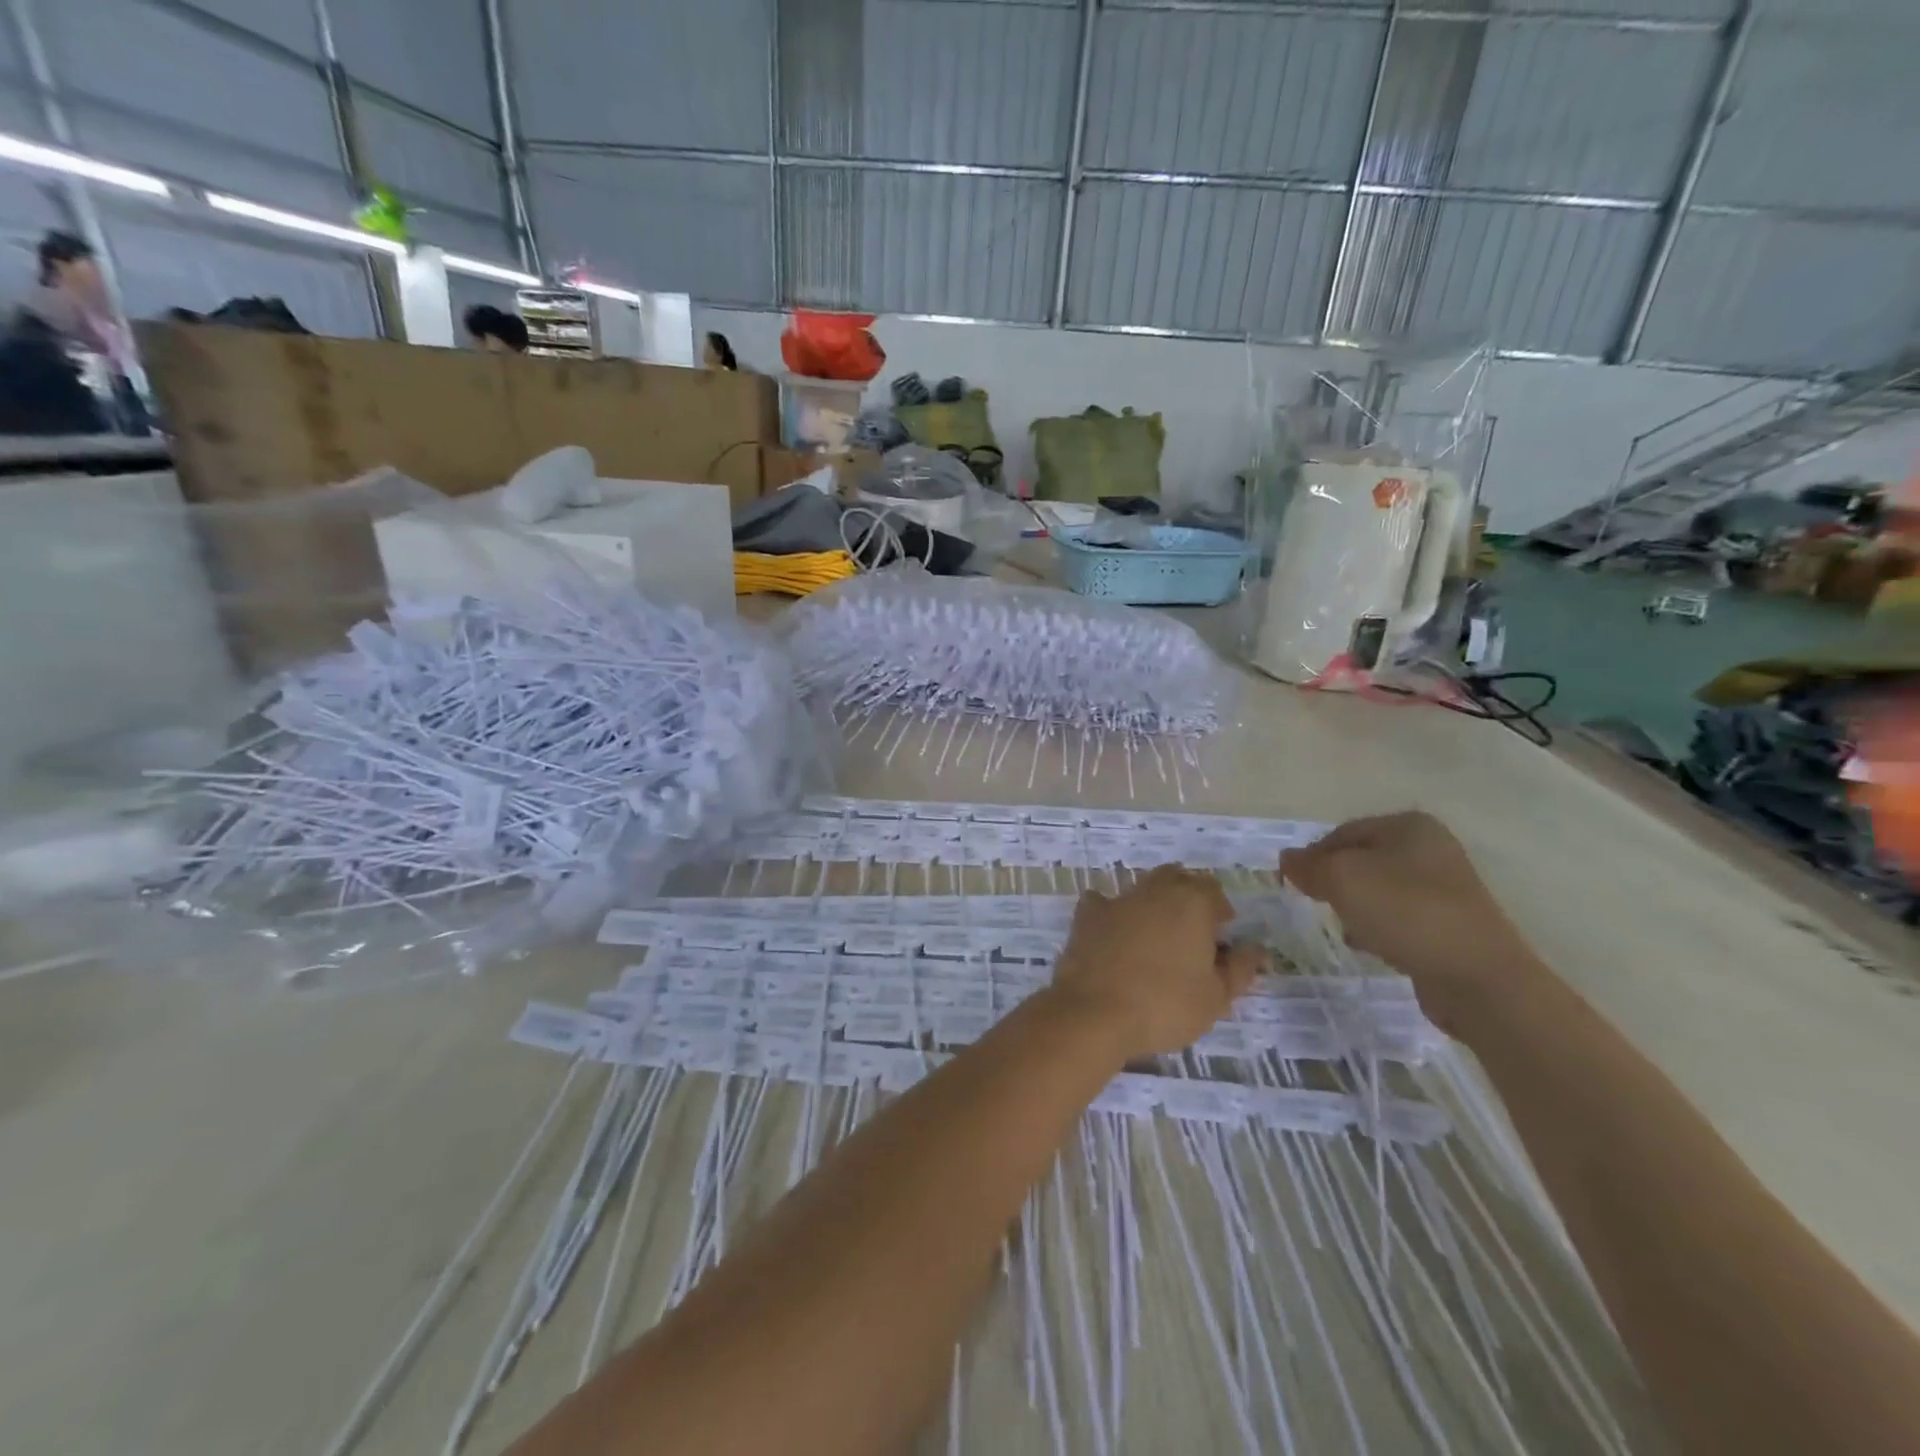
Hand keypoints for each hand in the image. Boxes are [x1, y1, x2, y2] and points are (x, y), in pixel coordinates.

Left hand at [1049, 865, 1264, 1059]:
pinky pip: (1103, 902)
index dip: (1221, 914)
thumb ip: (1240, 968)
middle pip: (1178, 880)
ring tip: (1156, 940)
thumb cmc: (1166, 1005)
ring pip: (1142, 888)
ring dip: (1153, 905)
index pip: (1214, 892)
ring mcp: (1118, 899)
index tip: (1221, 944)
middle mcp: (1155, 889)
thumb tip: (1254, 948)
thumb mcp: (1217, 997)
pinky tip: (1114, 934)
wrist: (1095, 1012)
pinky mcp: (1087, 915)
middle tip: (1191, 937)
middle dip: (1188, 900)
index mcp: (1192, 901)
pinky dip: (1112, 913)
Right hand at [1279, 812, 1544, 1033]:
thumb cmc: (1406, 913)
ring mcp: (1446, 888)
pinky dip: (1379, 928)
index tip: (1295, 885)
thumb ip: (1309, 866)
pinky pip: (1400, 917)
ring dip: (1355, 907)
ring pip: (1379, 890)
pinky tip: (1369, 946)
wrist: (1478, 978)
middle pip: (1361, 860)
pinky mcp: (1451, 924)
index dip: (1313, 856)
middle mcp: (1431, 849)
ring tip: (1344, 927)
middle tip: (1318, 905)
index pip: (1342, 832)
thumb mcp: (1342, 879)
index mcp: (1409, 826)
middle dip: (1335, 882)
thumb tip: (1287, 860)